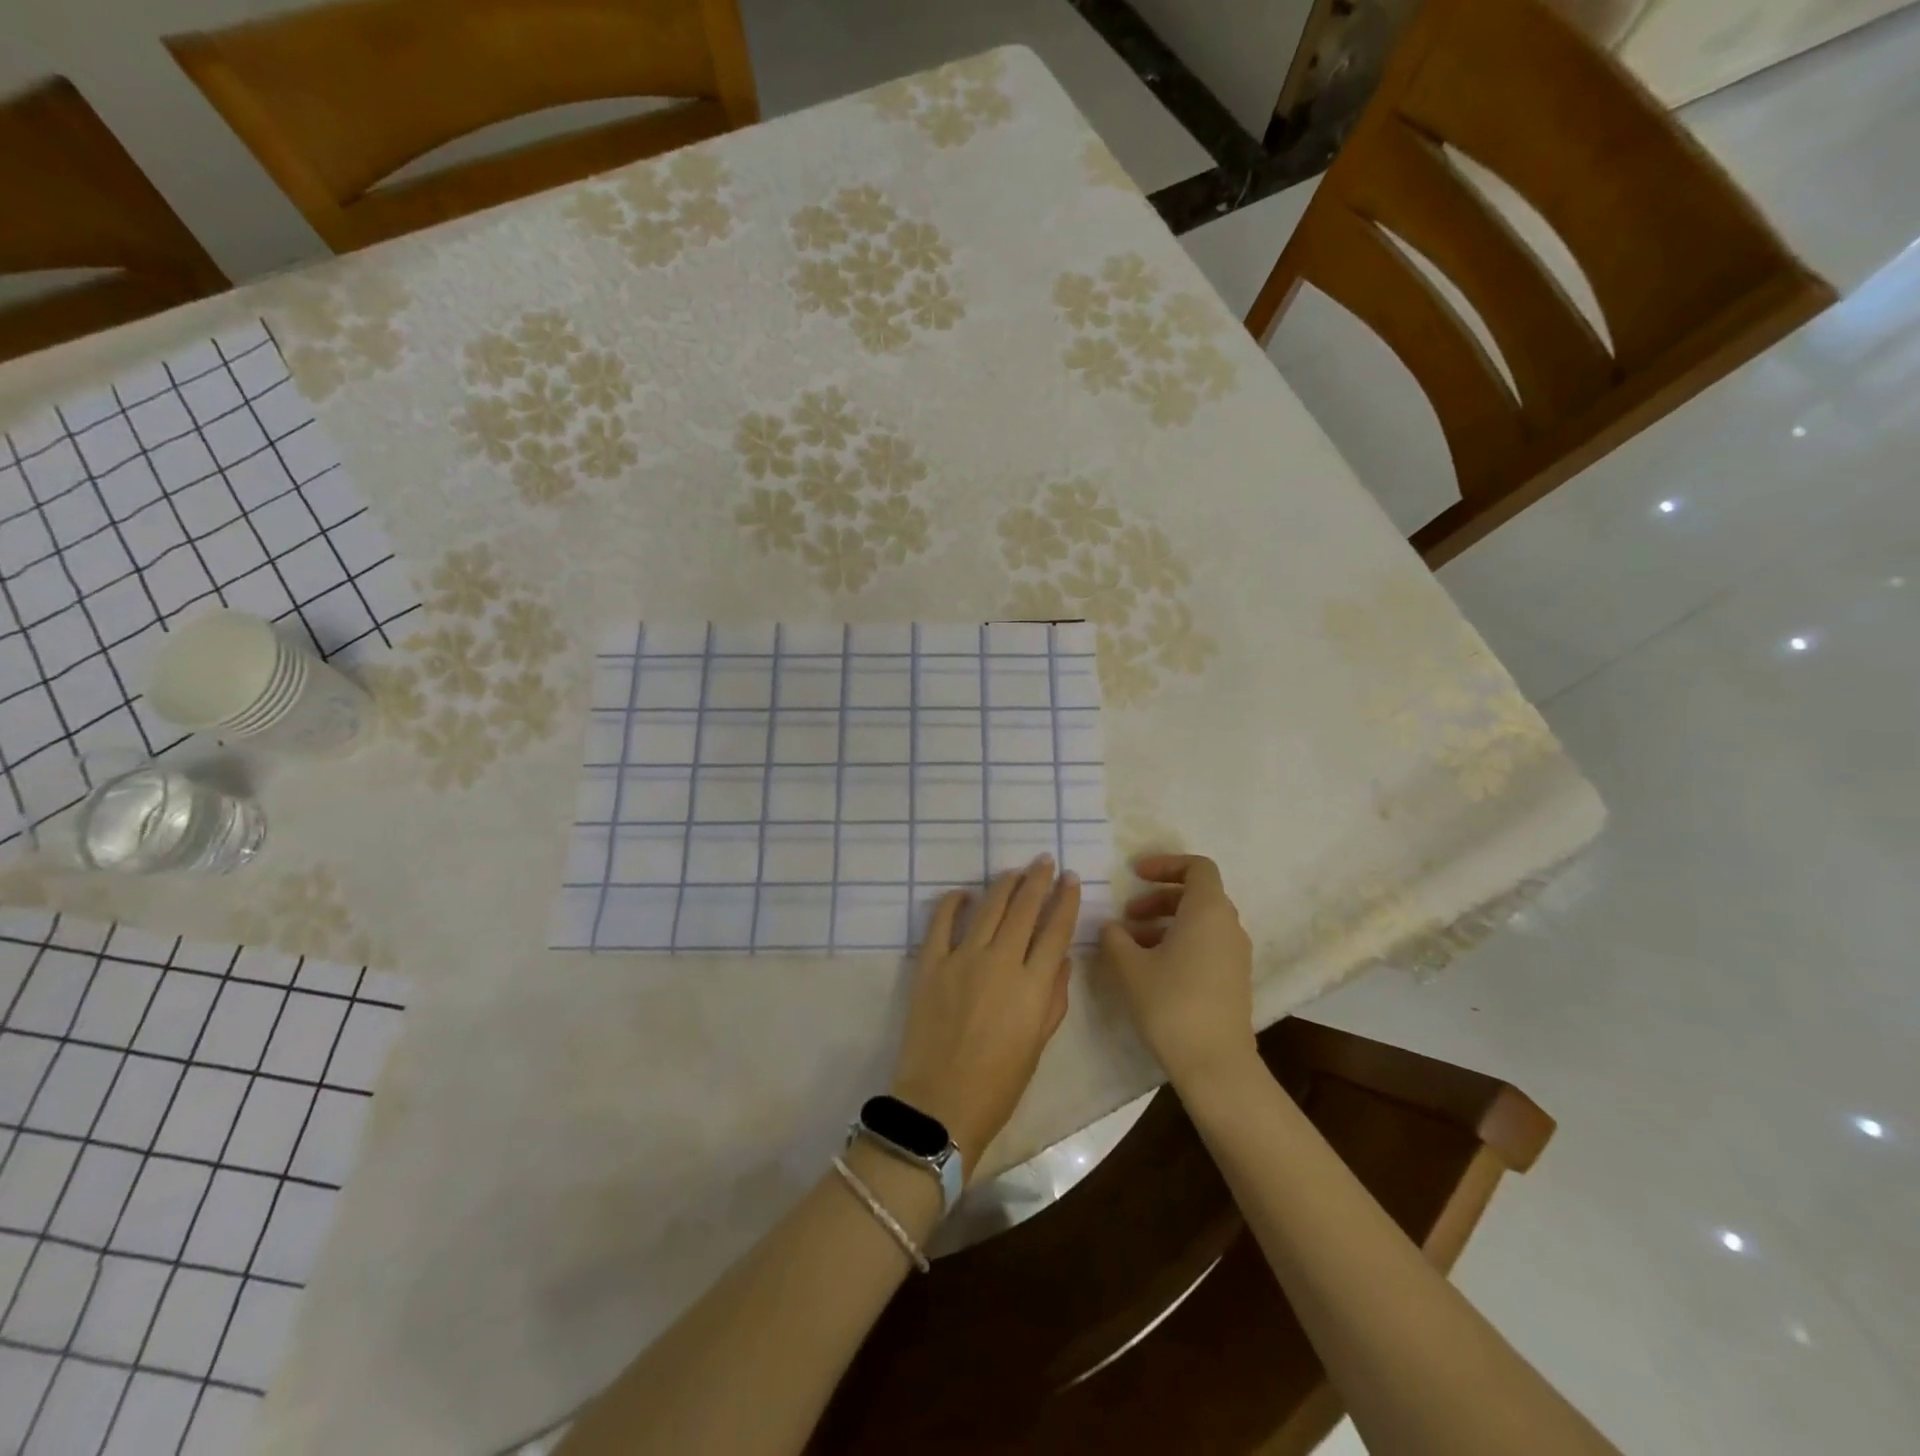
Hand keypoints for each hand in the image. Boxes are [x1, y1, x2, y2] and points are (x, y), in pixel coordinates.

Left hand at [890, 856, 1079, 1172]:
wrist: (941, 1104)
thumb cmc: (999, 1084)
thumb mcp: (1039, 1044)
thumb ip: (1053, 998)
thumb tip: (1060, 958)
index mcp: (1034, 985)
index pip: (1056, 930)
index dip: (1066, 900)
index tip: (1071, 879)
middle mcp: (1001, 962)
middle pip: (1024, 908)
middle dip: (1038, 880)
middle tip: (1045, 861)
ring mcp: (963, 958)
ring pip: (988, 907)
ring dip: (1004, 884)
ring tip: (1015, 871)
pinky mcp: (931, 964)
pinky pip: (941, 922)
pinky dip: (952, 902)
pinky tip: (964, 893)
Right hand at [1100, 854, 1255, 1085]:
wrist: (1215, 1064)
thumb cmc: (1171, 1003)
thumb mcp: (1130, 967)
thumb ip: (1115, 938)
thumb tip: (1110, 926)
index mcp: (1207, 910)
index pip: (1197, 866)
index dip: (1165, 864)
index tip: (1135, 875)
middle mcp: (1228, 925)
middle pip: (1196, 894)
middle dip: (1158, 897)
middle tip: (1128, 915)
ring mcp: (1235, 953)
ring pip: (1200, 922)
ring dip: (1164, 922)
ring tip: (1131, 945)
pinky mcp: (1234, 978)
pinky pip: (1207, 944)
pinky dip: (1179, 942)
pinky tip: (1151, 968)